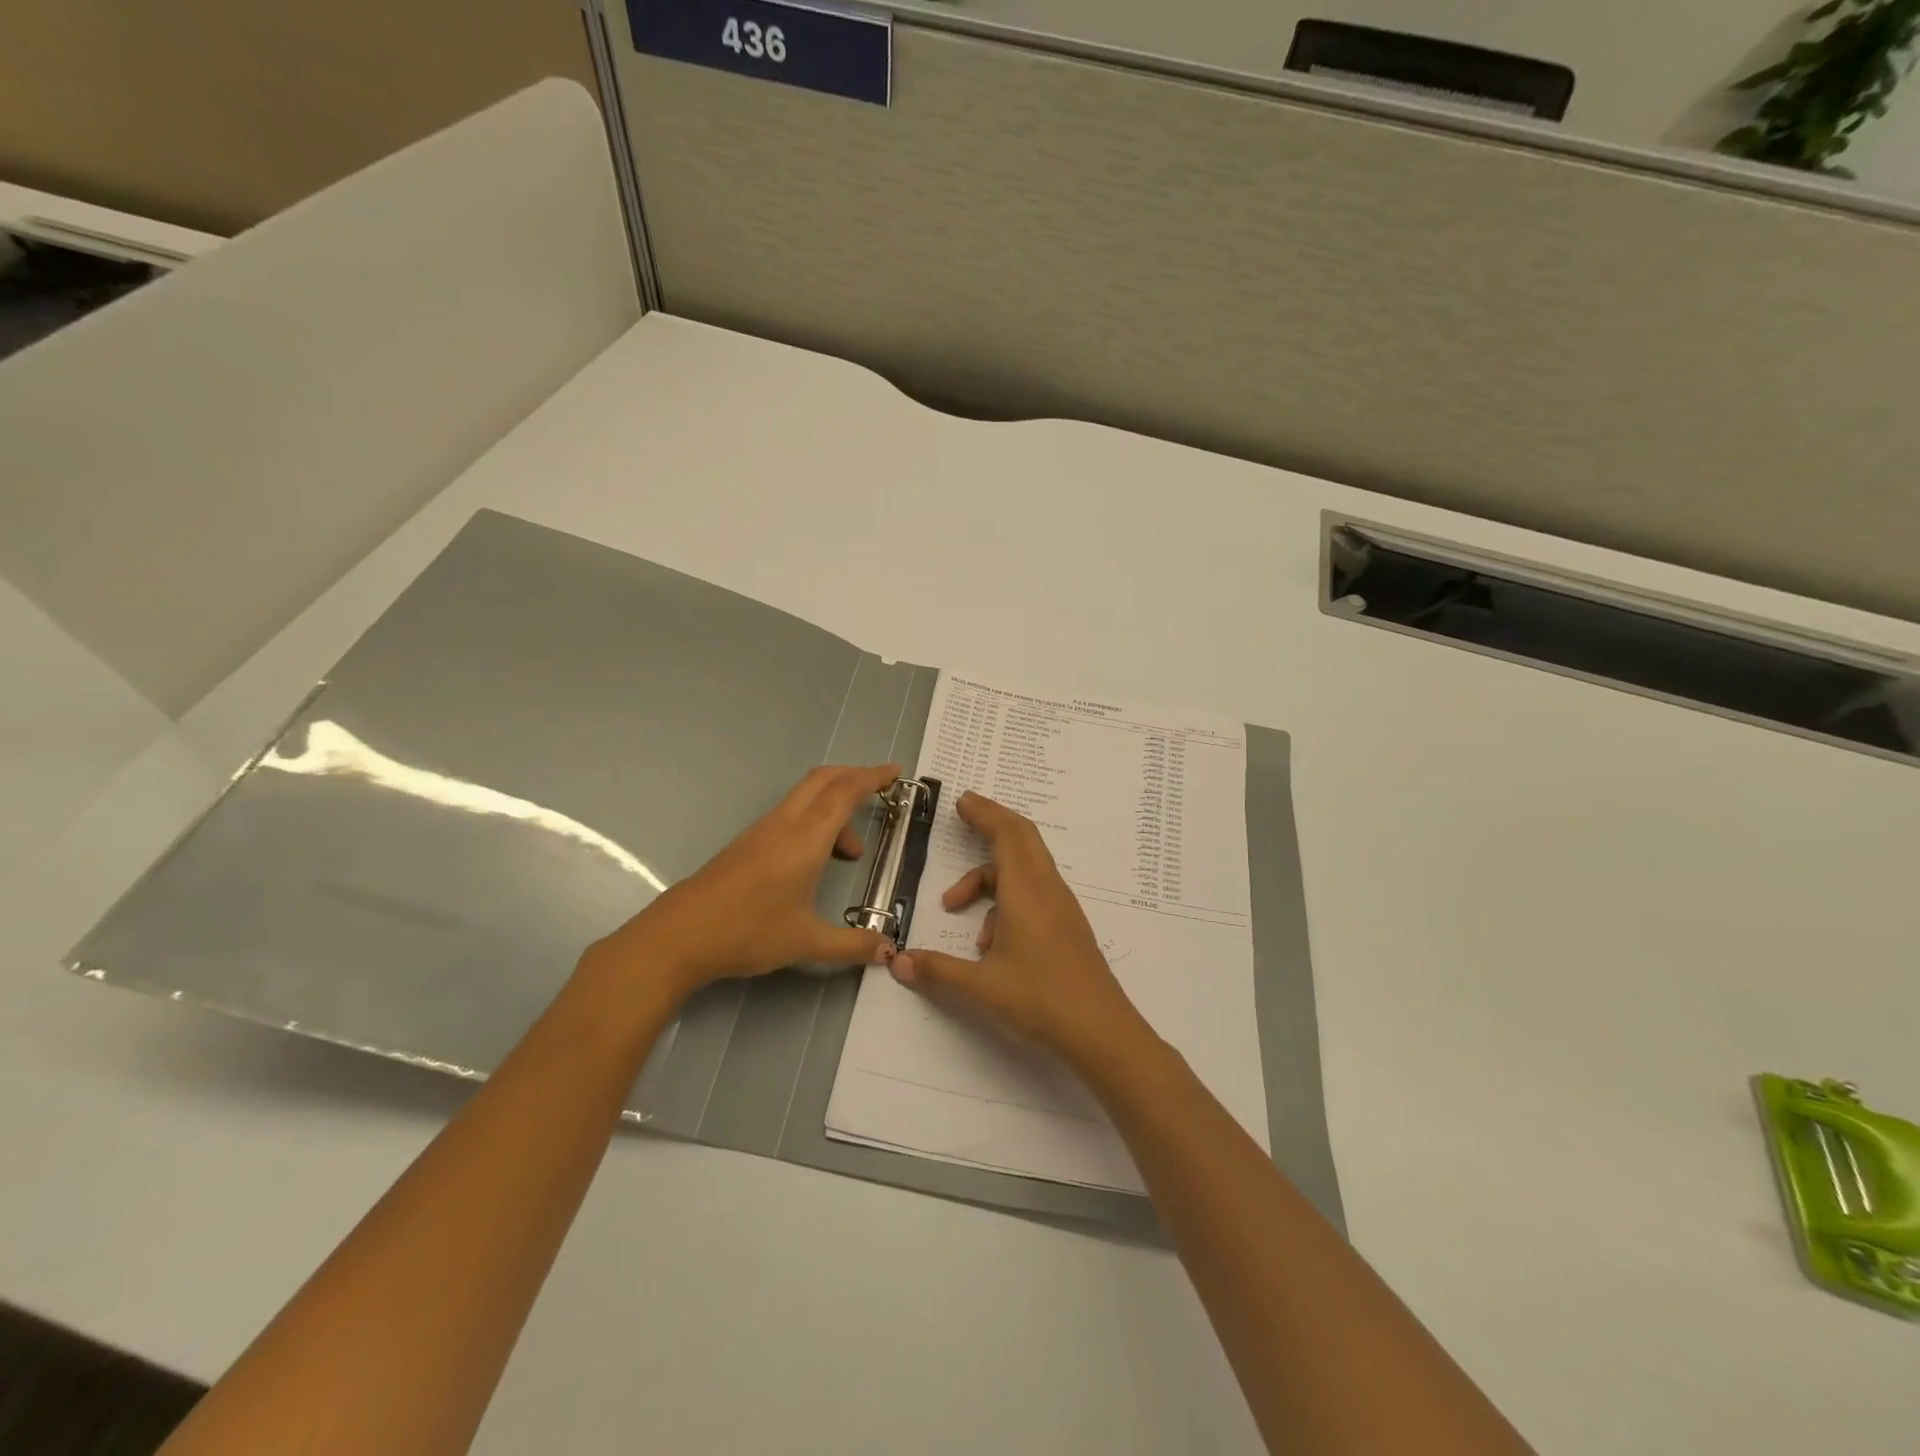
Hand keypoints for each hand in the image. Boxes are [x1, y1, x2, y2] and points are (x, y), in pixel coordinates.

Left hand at [580, 763, 900, 1006]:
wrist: (679, 936)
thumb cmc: (748, 932)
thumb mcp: (806, 942)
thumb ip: (852, 945)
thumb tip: (889, 951)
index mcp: (806, 838)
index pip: (845, 792)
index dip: (872, 777)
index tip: (895, 773)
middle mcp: (785, 823)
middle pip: (824, 780)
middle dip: (855, 777)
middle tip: (882, 789)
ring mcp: (762, 830)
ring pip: (806, 798)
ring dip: (834, 807)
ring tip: (852, 852)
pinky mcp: (748, 843)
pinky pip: (791, 815)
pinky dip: (815, 821)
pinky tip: (817, 861)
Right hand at [889, 791, 1153, 1068]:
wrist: (1102, 1032)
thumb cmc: (1041, 1000)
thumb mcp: (981, 987)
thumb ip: (937, 970)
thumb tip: (897, 961)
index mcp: (1026, 891)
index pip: (1007, 834)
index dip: (984, 812)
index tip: (961, 801)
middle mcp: (1047, 889)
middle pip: (1022, 838)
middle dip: (991, 823)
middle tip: (963, 816)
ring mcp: (1061, 907)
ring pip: (1025, 867)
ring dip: (990, 875)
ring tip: (957, 907)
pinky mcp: (1067, 925)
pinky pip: (1034, 891)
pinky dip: (1006, 898)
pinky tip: (989, 942)